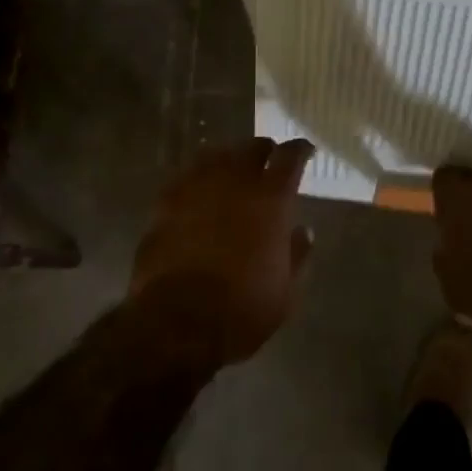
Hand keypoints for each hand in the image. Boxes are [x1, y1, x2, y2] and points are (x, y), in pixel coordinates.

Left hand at [130, 137, 315, 365]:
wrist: (176, 323)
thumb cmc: (241, 310)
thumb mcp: (285, 292)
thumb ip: (297, 254)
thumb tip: (302, 231)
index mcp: (271, 198)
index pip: (291, 156)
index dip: (300, 150)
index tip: (305, 151)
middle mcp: (236, 180)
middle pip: (252, 148)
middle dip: (264, 151)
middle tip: (268, 162)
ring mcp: (197, 186)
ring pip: (217, 155)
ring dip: (230, 160)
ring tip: (233, 172)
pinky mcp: (166, 201)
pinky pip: (187, 176)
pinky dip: (198, 179)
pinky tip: (199, 191)